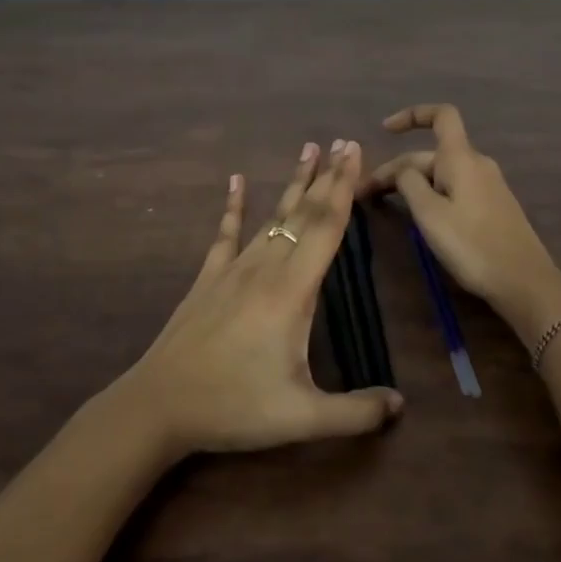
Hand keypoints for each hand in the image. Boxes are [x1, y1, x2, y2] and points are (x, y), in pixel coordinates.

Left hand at [118, 139, 404, 458]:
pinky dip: (233, 206)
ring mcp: (233, 269)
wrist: (160, 404)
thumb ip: (355, 413)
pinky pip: (226, 233)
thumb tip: (401, 405)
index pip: (325, 227)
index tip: (355, 153)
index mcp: (291, 291)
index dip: (344, 188)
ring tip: (308, 150)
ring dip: (293, 184)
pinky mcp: (208, 278)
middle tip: (343, 143)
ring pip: (271, 217)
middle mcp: (264, 267)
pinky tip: (235, 181)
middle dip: (327, 176)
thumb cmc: (234, 406)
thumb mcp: (301, 418)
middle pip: (302, 213)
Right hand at [360, 104, 560, 342]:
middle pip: (431, 154)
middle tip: (366, 195)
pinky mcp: (492, 207)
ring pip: (441, 174)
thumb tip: (403, 169)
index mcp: (461, 158)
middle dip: (397, 169)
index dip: (412, 115)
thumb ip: (409, 183)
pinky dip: (431, 196)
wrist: (525, 282)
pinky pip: (454, 189)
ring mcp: (487, 186)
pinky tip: (419, 217)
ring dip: (412, 184)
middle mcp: (476, 164)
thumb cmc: (472, 245)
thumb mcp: (429, 214)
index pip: (441, 115)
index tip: (385, 131)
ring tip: (386, 206)